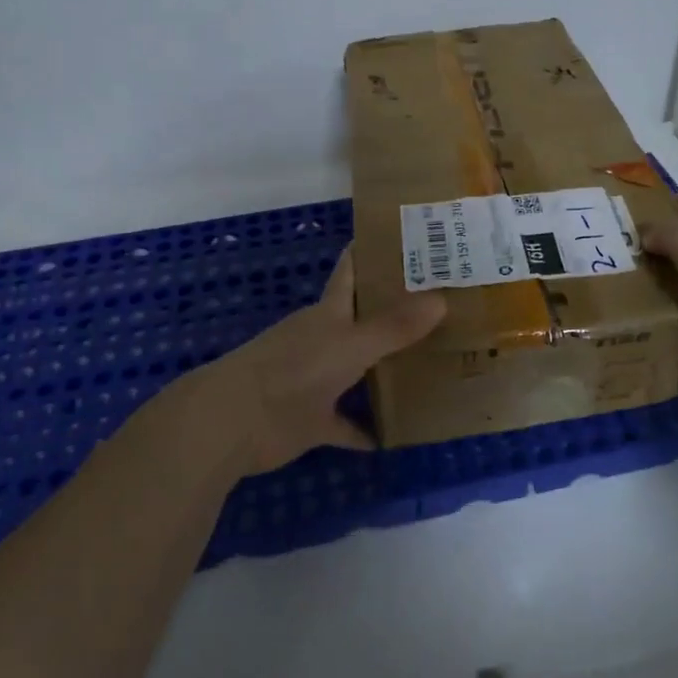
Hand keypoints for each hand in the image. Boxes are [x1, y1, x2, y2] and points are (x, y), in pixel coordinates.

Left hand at [188, 250, 445, 475]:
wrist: (235, 422)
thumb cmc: (293, 370)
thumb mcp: (350, 346)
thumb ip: (394, 327)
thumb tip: (441, 299)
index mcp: (328, 313)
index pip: (351, 271)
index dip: (373, 253)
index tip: (407, 241)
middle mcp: (323, 340)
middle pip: (361, 320)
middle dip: (394, 314)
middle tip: (442, 307)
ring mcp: (315, 381)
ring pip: (357, 371)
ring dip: (384, 372)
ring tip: (430, 367)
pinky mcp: (310, 420)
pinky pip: (345, 424)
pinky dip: (365, 430)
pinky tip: (394, 436)